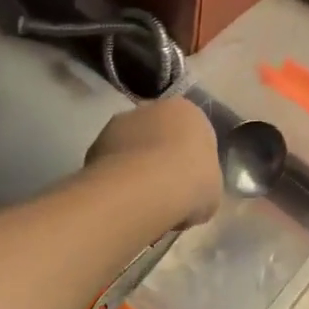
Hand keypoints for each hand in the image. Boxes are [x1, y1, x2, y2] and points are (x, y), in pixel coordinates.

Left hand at [85, 98, 221, 227]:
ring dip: (134, 166)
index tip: (188, 184)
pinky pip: (111, 162)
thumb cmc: (192, 182)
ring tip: (139, 201)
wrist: (146, 188)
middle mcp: (154, 107)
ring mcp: (121, 122)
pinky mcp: (96, 142)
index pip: (192, 132)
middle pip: (159, 133)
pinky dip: (114, 178)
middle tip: (164, 191)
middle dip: (160, 157)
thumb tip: (190, 194)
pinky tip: (121, 201)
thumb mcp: (212, 189)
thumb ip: (202, 183)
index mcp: (189, 111)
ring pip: (132, 146)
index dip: (190, 160)